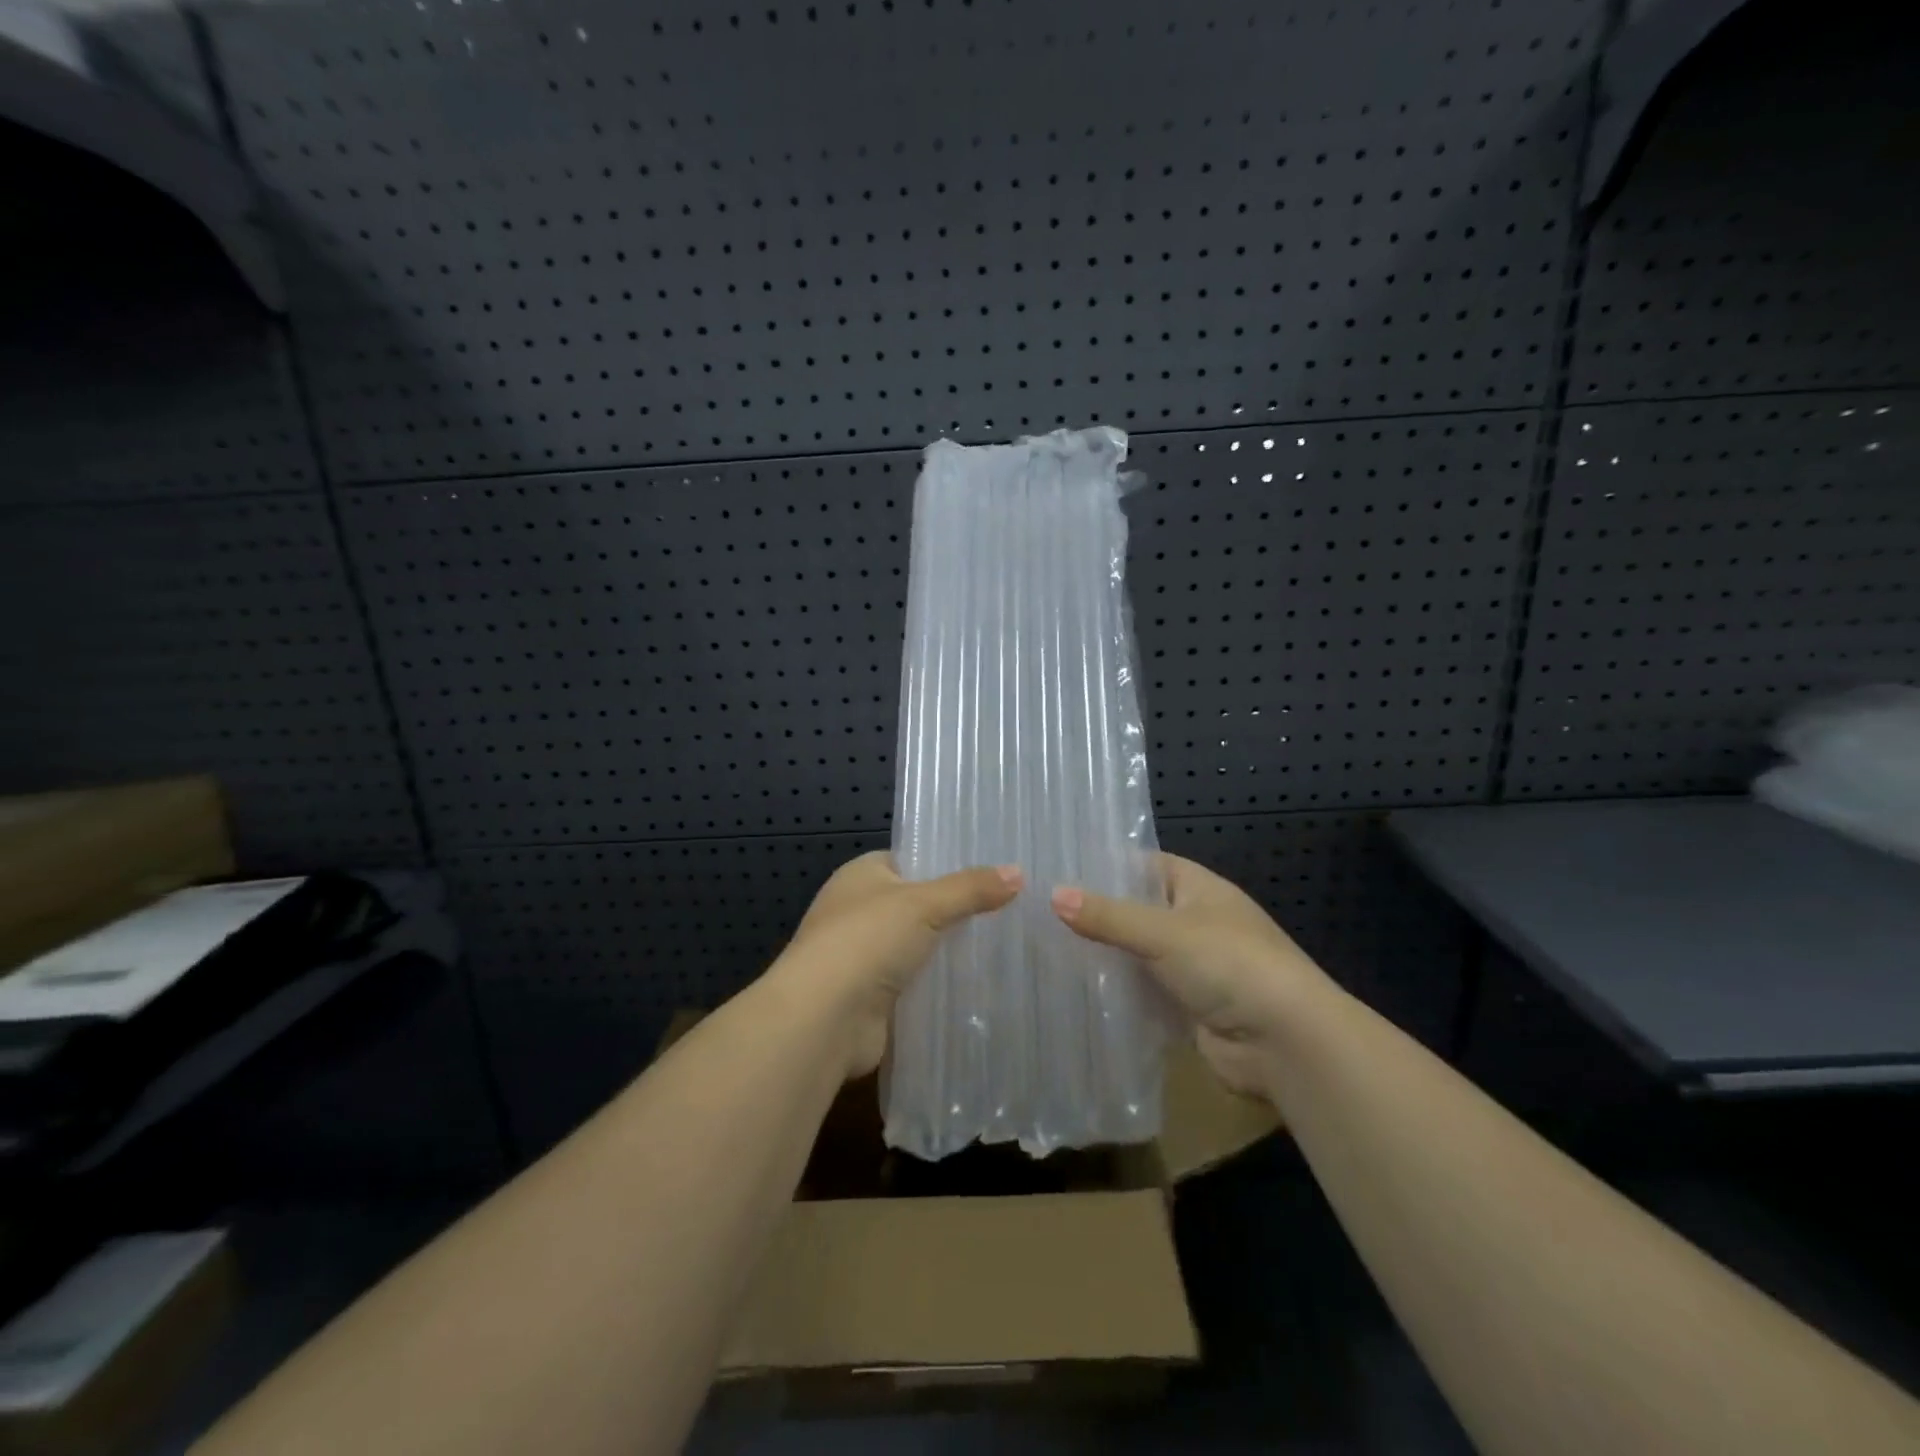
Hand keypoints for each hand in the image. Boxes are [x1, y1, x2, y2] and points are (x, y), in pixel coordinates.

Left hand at [775, 851, 1021, 1077]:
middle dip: (955, 910)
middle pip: (917, 905)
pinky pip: (917, 984)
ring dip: (949, 951)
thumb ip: (971, 889)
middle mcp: (858, 911)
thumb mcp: (925, 904)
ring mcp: (864, 957)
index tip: (992, 870)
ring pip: (919, 946)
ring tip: (1003, 946)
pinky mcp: (874, 997)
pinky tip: (980, 986)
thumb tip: (1018, 872)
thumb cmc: (867, 941)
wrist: (824, 1019)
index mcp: (861, 876)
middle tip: (1009, 909)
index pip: (910, 860)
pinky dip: (941, 985)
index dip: (946, 863)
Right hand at [1051, 853, 1334, 1096]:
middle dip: (1098, 914)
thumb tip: (1053, 894)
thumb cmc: (1229, 965)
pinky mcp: (1189, 1006)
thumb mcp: (1164, 933)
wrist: (1287, 1043)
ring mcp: (1194, 966)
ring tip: (1046, 950)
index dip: (1106, 866)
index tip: (1059, 869)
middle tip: (1041, 913)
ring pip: (1139, 954)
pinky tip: (1078, 991)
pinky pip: (1145, 992)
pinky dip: (1119, 993)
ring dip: (1106, 957)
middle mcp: (1197, 922)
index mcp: (1199, 888)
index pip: (1145, 865)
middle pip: (1138, 911)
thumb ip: (1108, 916)